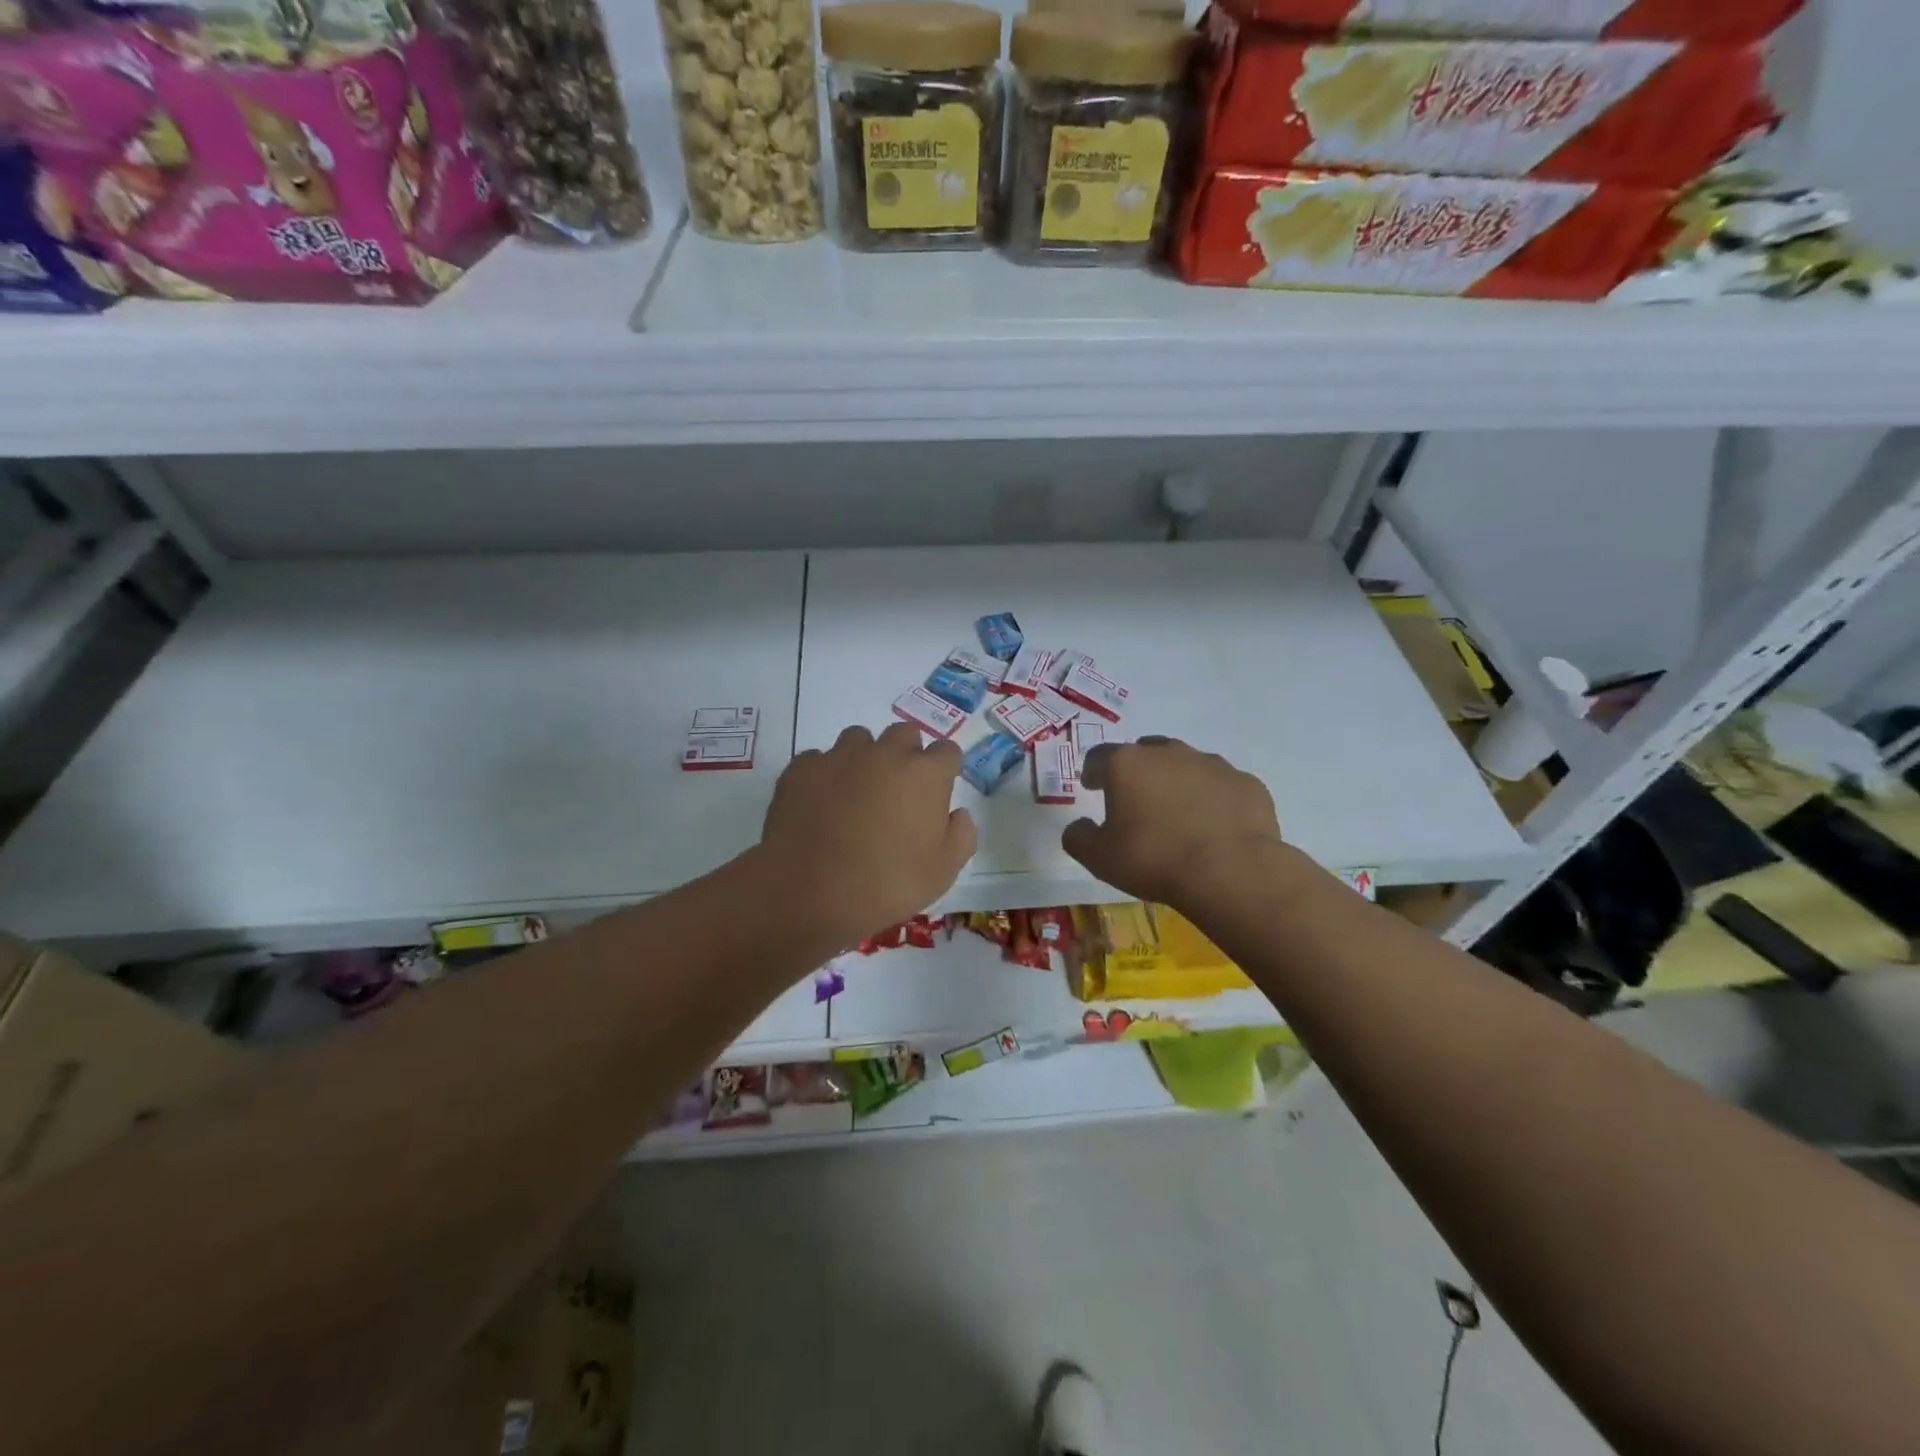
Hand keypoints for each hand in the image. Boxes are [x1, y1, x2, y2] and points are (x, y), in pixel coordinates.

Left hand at [758, 722, 976, 948]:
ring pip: (859, 739)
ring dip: (865, 758)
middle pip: (905, 734)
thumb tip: (957, 813)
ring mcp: (840, 757)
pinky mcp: (802, 769)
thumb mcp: (943, 872)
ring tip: (856, 792)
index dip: (945, 770)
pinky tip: (820, 803)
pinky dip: (825, 775)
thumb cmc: (888, 885)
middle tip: (898, 790)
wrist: (810, 894)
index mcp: (925, 774)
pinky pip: (819, 759)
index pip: (947, 751)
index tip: (937, 791)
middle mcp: (885, 753)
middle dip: (907, 754)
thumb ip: (961, 835)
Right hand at [1062, 737, 1281, 906]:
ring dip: (1178, 782)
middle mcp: (1168, 753)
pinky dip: (1214, 799)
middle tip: (1137, 800)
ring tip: (1179, 815)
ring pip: (1187, 765)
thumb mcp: (1099, 858)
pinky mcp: (1246, 783)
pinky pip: (1222, 786)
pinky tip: (1214, 827)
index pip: (1099, 756)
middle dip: (1138, 771)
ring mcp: (1212, 764)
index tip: (1092, 787)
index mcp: (1127, 764)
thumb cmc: (1153, 859)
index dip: (1093, 771)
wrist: (1231, 872)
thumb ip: (1078, 837)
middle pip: (1146, 752)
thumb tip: (1079, 827)